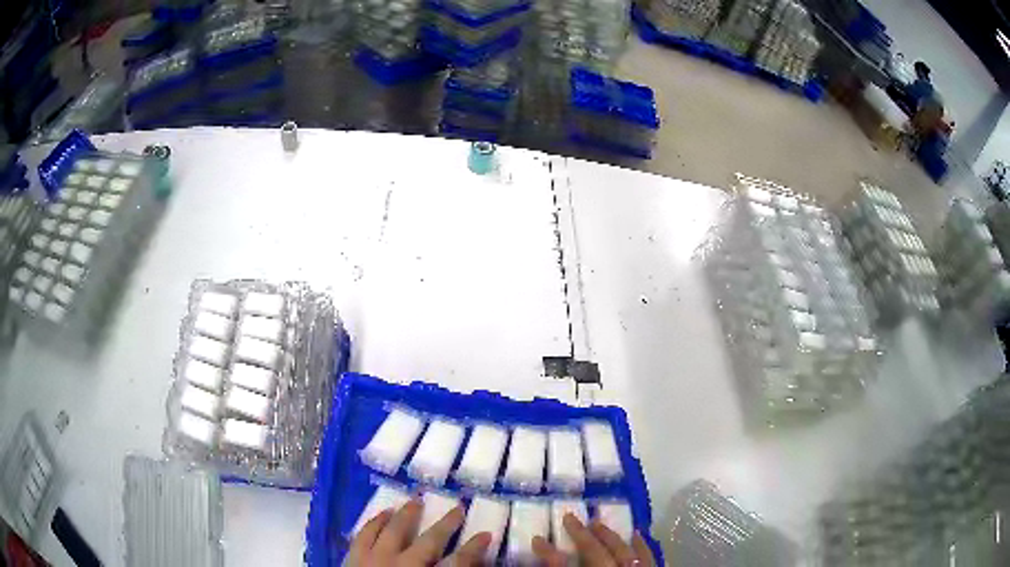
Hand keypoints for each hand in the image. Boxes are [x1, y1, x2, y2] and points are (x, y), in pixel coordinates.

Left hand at [346, 496, 491, 565]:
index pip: (458, 564)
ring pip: (393, 531)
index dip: (474, 549)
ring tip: (416, 501)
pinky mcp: (352, 559)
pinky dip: (375, 522)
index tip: (486, 534)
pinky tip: (382, 513)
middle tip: (458, 506)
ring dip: (407, 515)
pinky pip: (364, 535)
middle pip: (429, 542)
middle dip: (446, 525)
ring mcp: (374, 561)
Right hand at [532, 513, 655, 566]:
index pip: (562, 565)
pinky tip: (637, 534)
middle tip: (569, 516)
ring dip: (609, 536)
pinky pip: (648, 557)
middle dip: (581, 534)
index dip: (548, 552)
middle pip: (595, 552)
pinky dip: (642, 545)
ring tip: (597, 522)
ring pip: (623, 551)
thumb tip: (542, 561)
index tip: (536, 538)